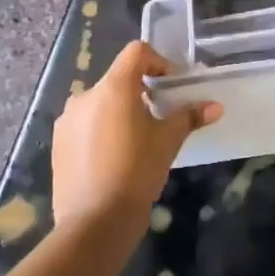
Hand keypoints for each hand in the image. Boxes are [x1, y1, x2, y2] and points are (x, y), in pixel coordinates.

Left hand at [51, 41, 220, 235]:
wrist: (94, 222)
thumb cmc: (136, 172)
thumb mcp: (168, 142)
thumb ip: (189, 117)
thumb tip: (215, 106)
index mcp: (113, 88)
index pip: (136, 53)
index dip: (158, 61)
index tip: (170, 84)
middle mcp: (85, 96)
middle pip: (118, 79)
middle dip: (140, 91)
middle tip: (159, 116)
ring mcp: (67, 120)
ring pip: (100, 102)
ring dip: (120, 111)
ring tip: (136, 140)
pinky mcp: (58, 143)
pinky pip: (85, 123)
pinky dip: (101, 128)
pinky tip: (113, 157)